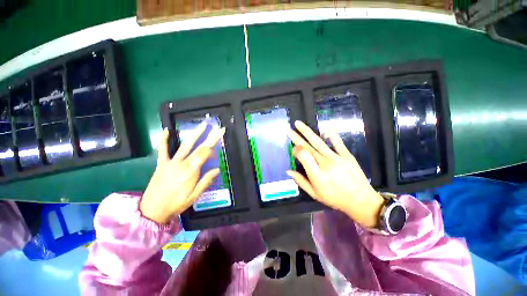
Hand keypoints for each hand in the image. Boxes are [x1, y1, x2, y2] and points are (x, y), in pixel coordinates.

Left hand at [140, 123, 224, 223]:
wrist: (152, 210)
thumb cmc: (176, 204)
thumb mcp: (194, 196)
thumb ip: (206, 181)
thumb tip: (217, 170)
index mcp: (191, 172)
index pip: (204, 155)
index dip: (211, 150)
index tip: (216, 150)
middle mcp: (182, 164)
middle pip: (199, 148)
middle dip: (210, 138)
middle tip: (218, 129)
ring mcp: (171, 162)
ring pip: (185, 145)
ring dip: (195, 134)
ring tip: (202, 125)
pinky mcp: (161, 164)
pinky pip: (163, 150)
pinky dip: (164, 140)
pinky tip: (166, 130)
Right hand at [287, 121, 383, 227]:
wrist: (361, 201)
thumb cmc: (335, 199)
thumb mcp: (314, 194)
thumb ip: (301, 181)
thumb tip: (288, 171)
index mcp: (317, 175)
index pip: (303, 156)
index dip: (296, 150)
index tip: (293, 150)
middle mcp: (326, 164)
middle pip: (308, 147)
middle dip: (297, 137)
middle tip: (289, 130)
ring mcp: (338, 158)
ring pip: (319, 142)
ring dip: (307, 132)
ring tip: (299, 124)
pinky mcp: (347, 155)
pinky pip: (337, 142)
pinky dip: (330, 135)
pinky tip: (324, 129)